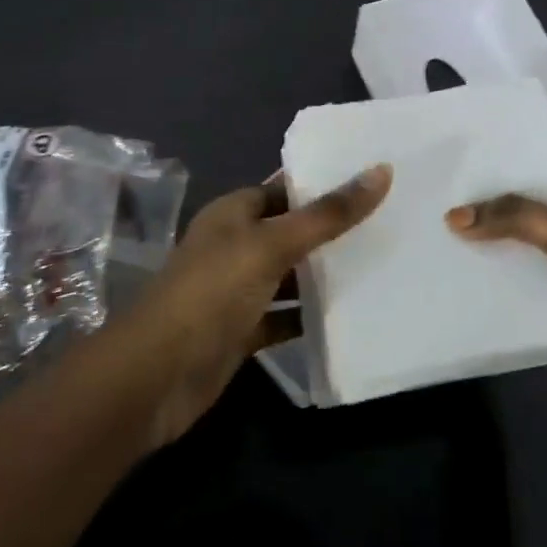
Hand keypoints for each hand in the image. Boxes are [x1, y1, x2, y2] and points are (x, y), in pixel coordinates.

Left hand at [131, 164, 391, 444]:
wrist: (157, 376)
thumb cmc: (212, 292)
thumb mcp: (273, 245)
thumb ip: (328, 214)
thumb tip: (381, 171)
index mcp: (233, 213)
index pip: (284, 187)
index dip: (323, 182)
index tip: (373, 178)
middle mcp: (234, 246)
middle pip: (290, 230)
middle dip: (332, 229)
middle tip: (390, 219)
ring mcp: (237, 291)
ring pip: (289, 275)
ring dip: (324, 273)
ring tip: (382, 261)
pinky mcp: (243, 331)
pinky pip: (284, 317)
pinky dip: (310, 316)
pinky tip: (351, 314)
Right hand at [446, 171, 546, 384]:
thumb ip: (512, 217)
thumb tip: (452, 216)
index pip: (518, 173)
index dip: (482, 175)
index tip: (437, 177)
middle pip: (510, 213)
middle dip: (476, 217)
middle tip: (422, 215)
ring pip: (512, 250)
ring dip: (482, 253)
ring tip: (429, 250)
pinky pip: (518, 283)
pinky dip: (495, 283)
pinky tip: (458, 284)